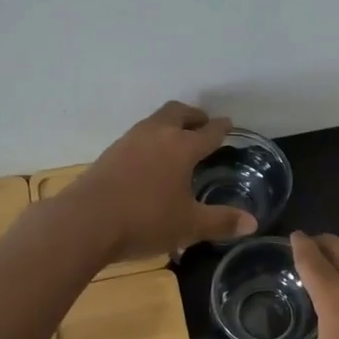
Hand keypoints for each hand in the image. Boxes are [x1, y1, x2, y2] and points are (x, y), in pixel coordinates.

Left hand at [69, 102, 257, 263]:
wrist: (85, 222)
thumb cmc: (145, 221)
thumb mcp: (189, 226)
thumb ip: (221, 221)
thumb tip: (252, 223)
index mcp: (181, 147)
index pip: (207, 132)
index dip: (220, 128)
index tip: (228, 124)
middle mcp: (156, 136)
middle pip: (177, 113)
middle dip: (193, 116)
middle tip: (202, 123)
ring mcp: (128, 142)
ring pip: (154, 122)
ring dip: (169, 125)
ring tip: (176, 139)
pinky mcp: (109, 154)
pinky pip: (137, 137)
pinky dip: (150, 140)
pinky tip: (149, 159)